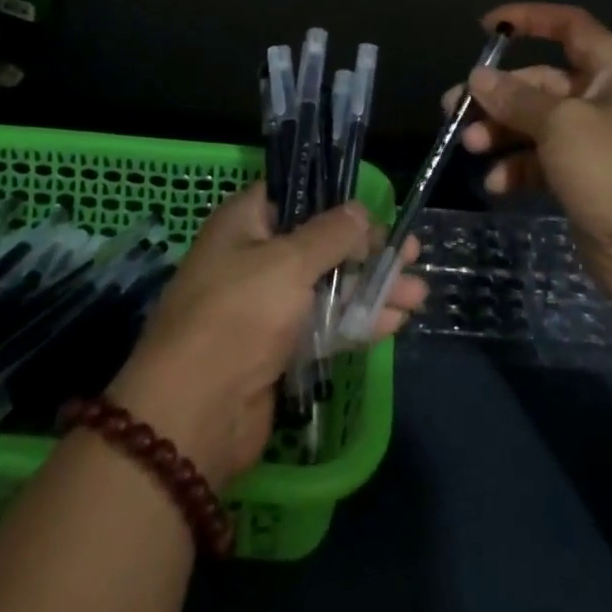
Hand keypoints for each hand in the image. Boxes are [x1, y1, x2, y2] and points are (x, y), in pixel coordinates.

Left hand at [109, 184, 426, 489]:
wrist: (193, 415)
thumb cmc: (237, 316)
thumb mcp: (288, 262)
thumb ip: (331, 234)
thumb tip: (361, 211)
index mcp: (244, 224)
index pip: (296, 196)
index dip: (337, 200)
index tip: (377, 210)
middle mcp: (255, 258)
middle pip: (321, 244)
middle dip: (368, 250)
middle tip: (412, 253)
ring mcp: (267, 306)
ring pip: (329, 286)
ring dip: (372, 288)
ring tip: (419, 293)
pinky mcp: (278, 349)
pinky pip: (325, 325)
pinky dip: (358, 321)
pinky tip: (396, 321)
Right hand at [447, 2, 611, 302]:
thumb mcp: (562, 124)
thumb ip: (516, 98)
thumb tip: (479, 78)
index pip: (570, 27)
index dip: (530, 19)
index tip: (487, 28)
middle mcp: (607, 102)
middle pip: (543, 83)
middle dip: (499, 94)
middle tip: (454, 108)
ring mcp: (597, 145)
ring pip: (538, 124)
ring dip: (501, 131)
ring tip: (468, 145)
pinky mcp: (587, 182)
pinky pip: (544, 163)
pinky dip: (518, 169)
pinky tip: (496, 184)